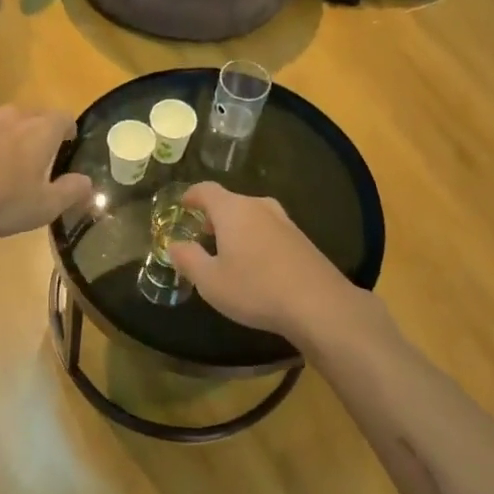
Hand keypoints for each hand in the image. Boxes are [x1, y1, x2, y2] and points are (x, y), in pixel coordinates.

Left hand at [0, 106, 92, 242]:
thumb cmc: (0, 203)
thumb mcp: (45, 207)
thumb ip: (72, 192)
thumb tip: (88, 182)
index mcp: (39, 132)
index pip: (63, 117)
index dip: (68, 129)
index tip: (68, 143)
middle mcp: (10, 118)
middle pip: (31, 116)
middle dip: (36, 132)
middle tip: (35, 157)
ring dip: (3, 137)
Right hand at [167, 183, 376, 345]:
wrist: (318, 304)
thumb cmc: (255, 289)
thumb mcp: (210, 281)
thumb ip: (188, 259)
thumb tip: (174, 244)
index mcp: (233, 210)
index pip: (207, 190)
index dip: (192, 196)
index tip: (183, 204)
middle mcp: (259, 207)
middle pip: (231, 201)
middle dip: (214, 215)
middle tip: (202, 233)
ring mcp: (284, 221)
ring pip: (252, 215)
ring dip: (237, 227)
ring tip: (228, 250)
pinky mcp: (301, 239)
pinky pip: (269, 230)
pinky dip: (256, 238)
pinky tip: (256, 264)